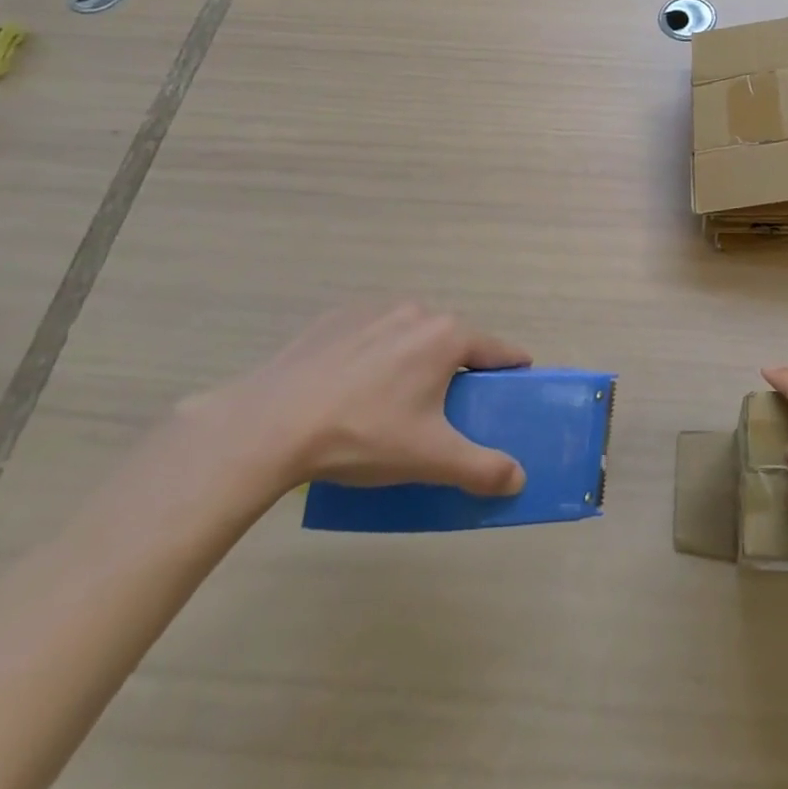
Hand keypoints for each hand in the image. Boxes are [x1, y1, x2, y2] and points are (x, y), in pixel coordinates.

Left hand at [193, 302, 532, 497]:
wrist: (267, 426)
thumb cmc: (362, 435)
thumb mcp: (429, 459)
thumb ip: (481, 468)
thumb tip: (519, 479)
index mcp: (448, 336)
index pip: (499, 350)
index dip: (511, 370)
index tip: (514, 387)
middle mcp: (417, 311)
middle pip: (453, 341)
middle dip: (456, 370)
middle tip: (443, 411)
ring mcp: (373, 309)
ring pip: (410, 335)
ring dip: (414, 359)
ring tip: (391, 402)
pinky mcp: (335, 318)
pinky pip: (371, 334)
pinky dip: (373, 355)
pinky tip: (350, 388)